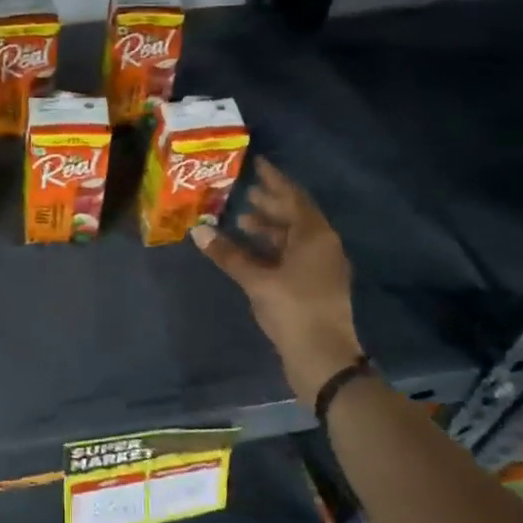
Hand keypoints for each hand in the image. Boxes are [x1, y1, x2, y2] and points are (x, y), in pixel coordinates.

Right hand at [192, 159, 363, 404]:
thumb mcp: (256, 280)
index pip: (293, 197)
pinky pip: (293, 255)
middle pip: (296, 215)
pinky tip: (251, 253)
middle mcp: (323, 245)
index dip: (275, 180)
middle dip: (271, 203)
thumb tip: (198, 231)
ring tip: (241, 220)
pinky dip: (273, 248)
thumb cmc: (292, 310)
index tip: (258, 164)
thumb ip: (228, 254)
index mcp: (315, 236)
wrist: (323, 358)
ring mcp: (322, 267)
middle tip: (244, 192)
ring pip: (294, 237)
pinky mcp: (315, 285)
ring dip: (270, 227)